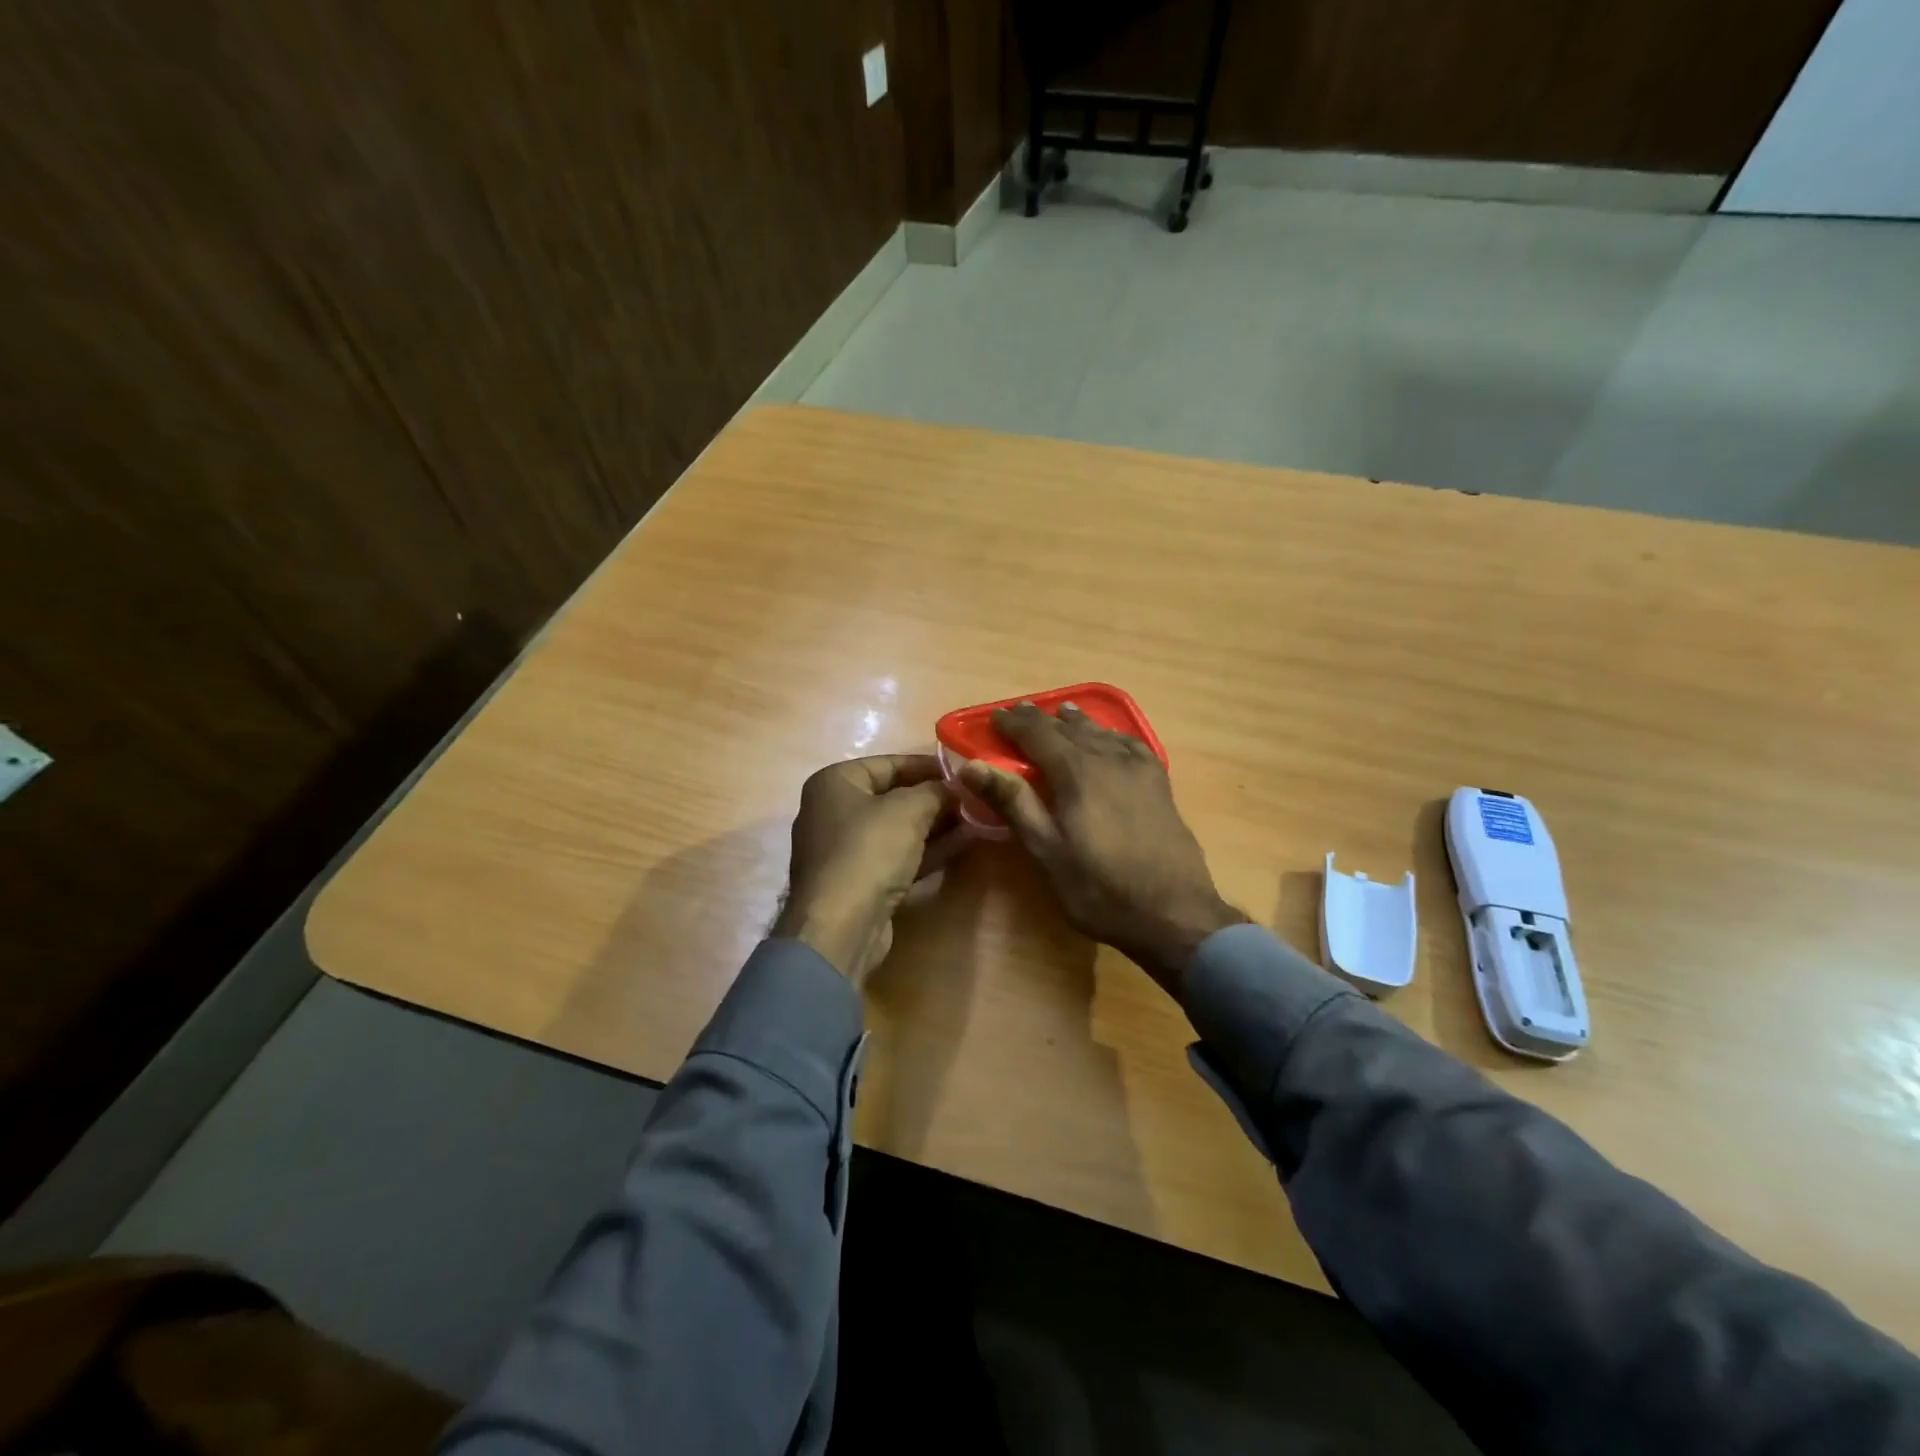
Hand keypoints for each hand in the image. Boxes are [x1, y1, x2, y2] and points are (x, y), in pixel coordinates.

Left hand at [772, 754, 964, 983]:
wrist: (840, 926)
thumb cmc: (869, 850)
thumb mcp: (909, 809)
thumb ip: (935, 791)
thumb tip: (955, 787)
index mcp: (835, 782)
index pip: (889, 763)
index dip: (928, 765)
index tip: (964, 771)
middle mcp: (834, 810)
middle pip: (893, 796)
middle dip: (935, 797)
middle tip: (974, 796)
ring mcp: (846, 849)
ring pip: (898, 828)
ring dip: (936, 824)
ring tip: (977, 817)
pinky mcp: (860, 881)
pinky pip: (898, 855)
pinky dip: (927, 849)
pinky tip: (963, 842)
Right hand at [958, 702, 1243, 993]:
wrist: (1173, 913)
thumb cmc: (1099, 888)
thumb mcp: (1047, 851)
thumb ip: (1013, 803)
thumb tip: (973, 765)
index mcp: (1077, 772)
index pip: (1038, 733)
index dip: (1013, 723)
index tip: (994, 717)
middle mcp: (1108, 759)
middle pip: (1069, 728)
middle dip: (1041, 719)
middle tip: (1019, 713)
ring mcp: (1139, 769)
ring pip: (1101, 732)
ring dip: (1076, 722)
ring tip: (1062, 713)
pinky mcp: (1160, 784)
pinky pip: (1131, 745)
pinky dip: (1112, 735)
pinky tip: (1111, 739)